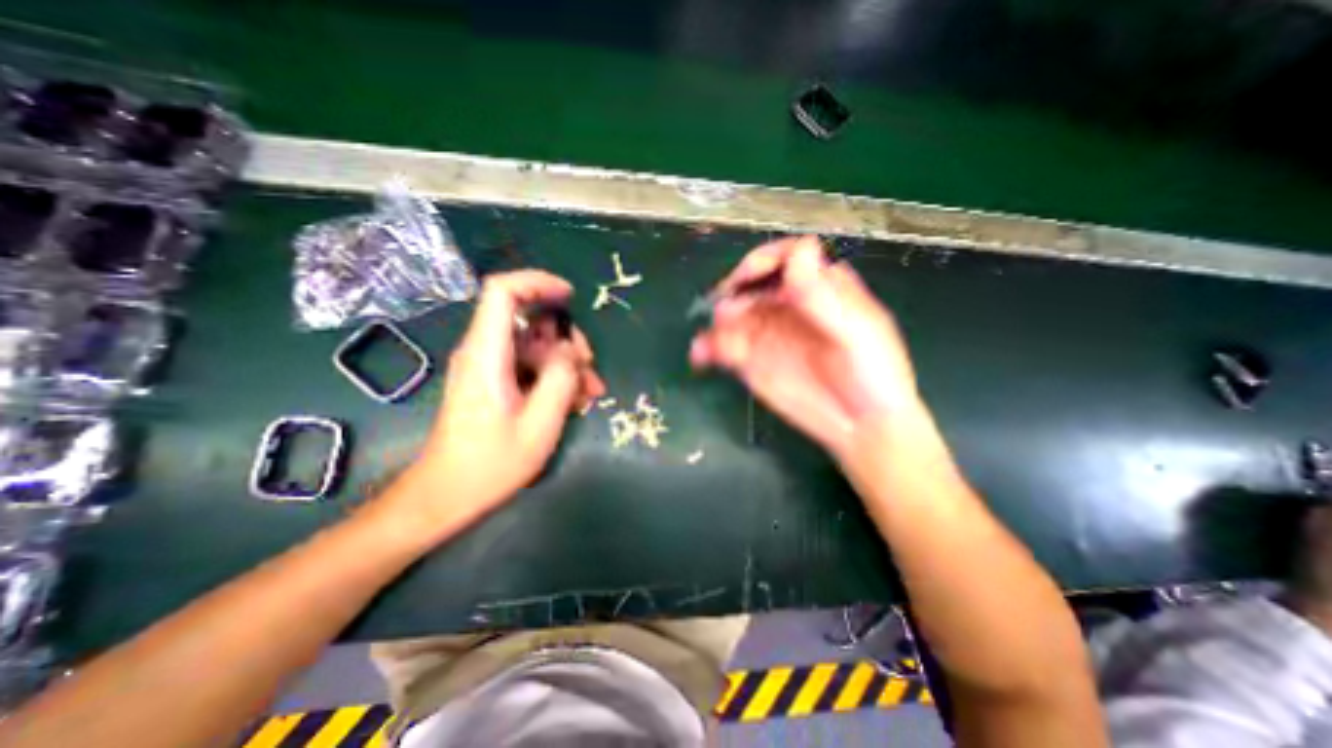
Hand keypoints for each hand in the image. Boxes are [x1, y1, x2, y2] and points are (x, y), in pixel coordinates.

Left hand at [391, 272, 606, 528]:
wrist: (448, 495)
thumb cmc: (491, 464)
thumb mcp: (540, 423)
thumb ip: (560, 378)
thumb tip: (571, 350)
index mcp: (487, 354)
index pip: (502, 291)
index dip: (537, 282)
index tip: (570, 296)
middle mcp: (484, 352)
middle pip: (529, 320)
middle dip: (567, 338)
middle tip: (590, 368)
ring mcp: (489, 367)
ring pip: (536, 345)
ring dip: (566, 363)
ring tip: (590, 393)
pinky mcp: (494, 381)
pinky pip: (530, 365)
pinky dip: (555, 376)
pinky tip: (575, 401)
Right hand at [692, 237, 921, 459]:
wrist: (862, 425)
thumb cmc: (873, 375)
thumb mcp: (857, 333)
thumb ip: (825, 297)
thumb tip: (799, 250)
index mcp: (819, 287)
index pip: (786, 258)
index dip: (763, 262)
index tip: (748, 280)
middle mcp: (787, 303)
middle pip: (751, 285)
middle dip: (734, 296)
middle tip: (726, 316)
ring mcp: (766, 331)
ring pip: (732, 315)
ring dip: (716, 324)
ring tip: (712, 345)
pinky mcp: (752, 359)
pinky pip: (724, 345)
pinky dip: (708, 347)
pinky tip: (701, 356)